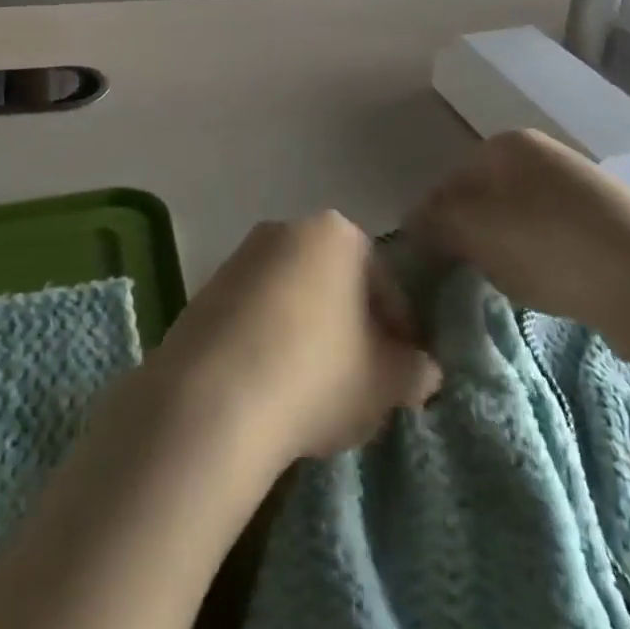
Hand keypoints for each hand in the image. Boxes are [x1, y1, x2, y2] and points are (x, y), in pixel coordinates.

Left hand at [148, 213, 440, 460]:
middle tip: (361, 378)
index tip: (402, 370)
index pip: (384, 280)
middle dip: (350, 324)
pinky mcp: (205, 290)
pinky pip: (253, 315)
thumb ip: (414, 371)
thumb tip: (424, 371)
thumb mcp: (384, 382)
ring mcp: (240, 257)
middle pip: (334, 281)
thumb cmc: (316, 373)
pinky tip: (270, 387)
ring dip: (307, 332)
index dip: (399, 328)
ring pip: (292, 297)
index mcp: (337, 233)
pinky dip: (267, 341)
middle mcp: (287, 229)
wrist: (213, 399)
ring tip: (312, 390)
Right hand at [406, 131, 629, 363]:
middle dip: (471, 236)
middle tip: (466, 276)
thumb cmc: (549, 244)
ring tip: (511, 287)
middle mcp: (545, 154)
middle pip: (486, 198)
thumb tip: (414, 224)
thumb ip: (434, 223)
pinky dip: (546, 261)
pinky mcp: (613, 223)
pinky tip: (553, 288)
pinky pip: (558, 239)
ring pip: (522, 219)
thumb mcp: (474, 232)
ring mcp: (583, 186)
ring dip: (507, 251)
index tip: (428, 264)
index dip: (432, 222)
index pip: (450, 181)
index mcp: (509, 144)